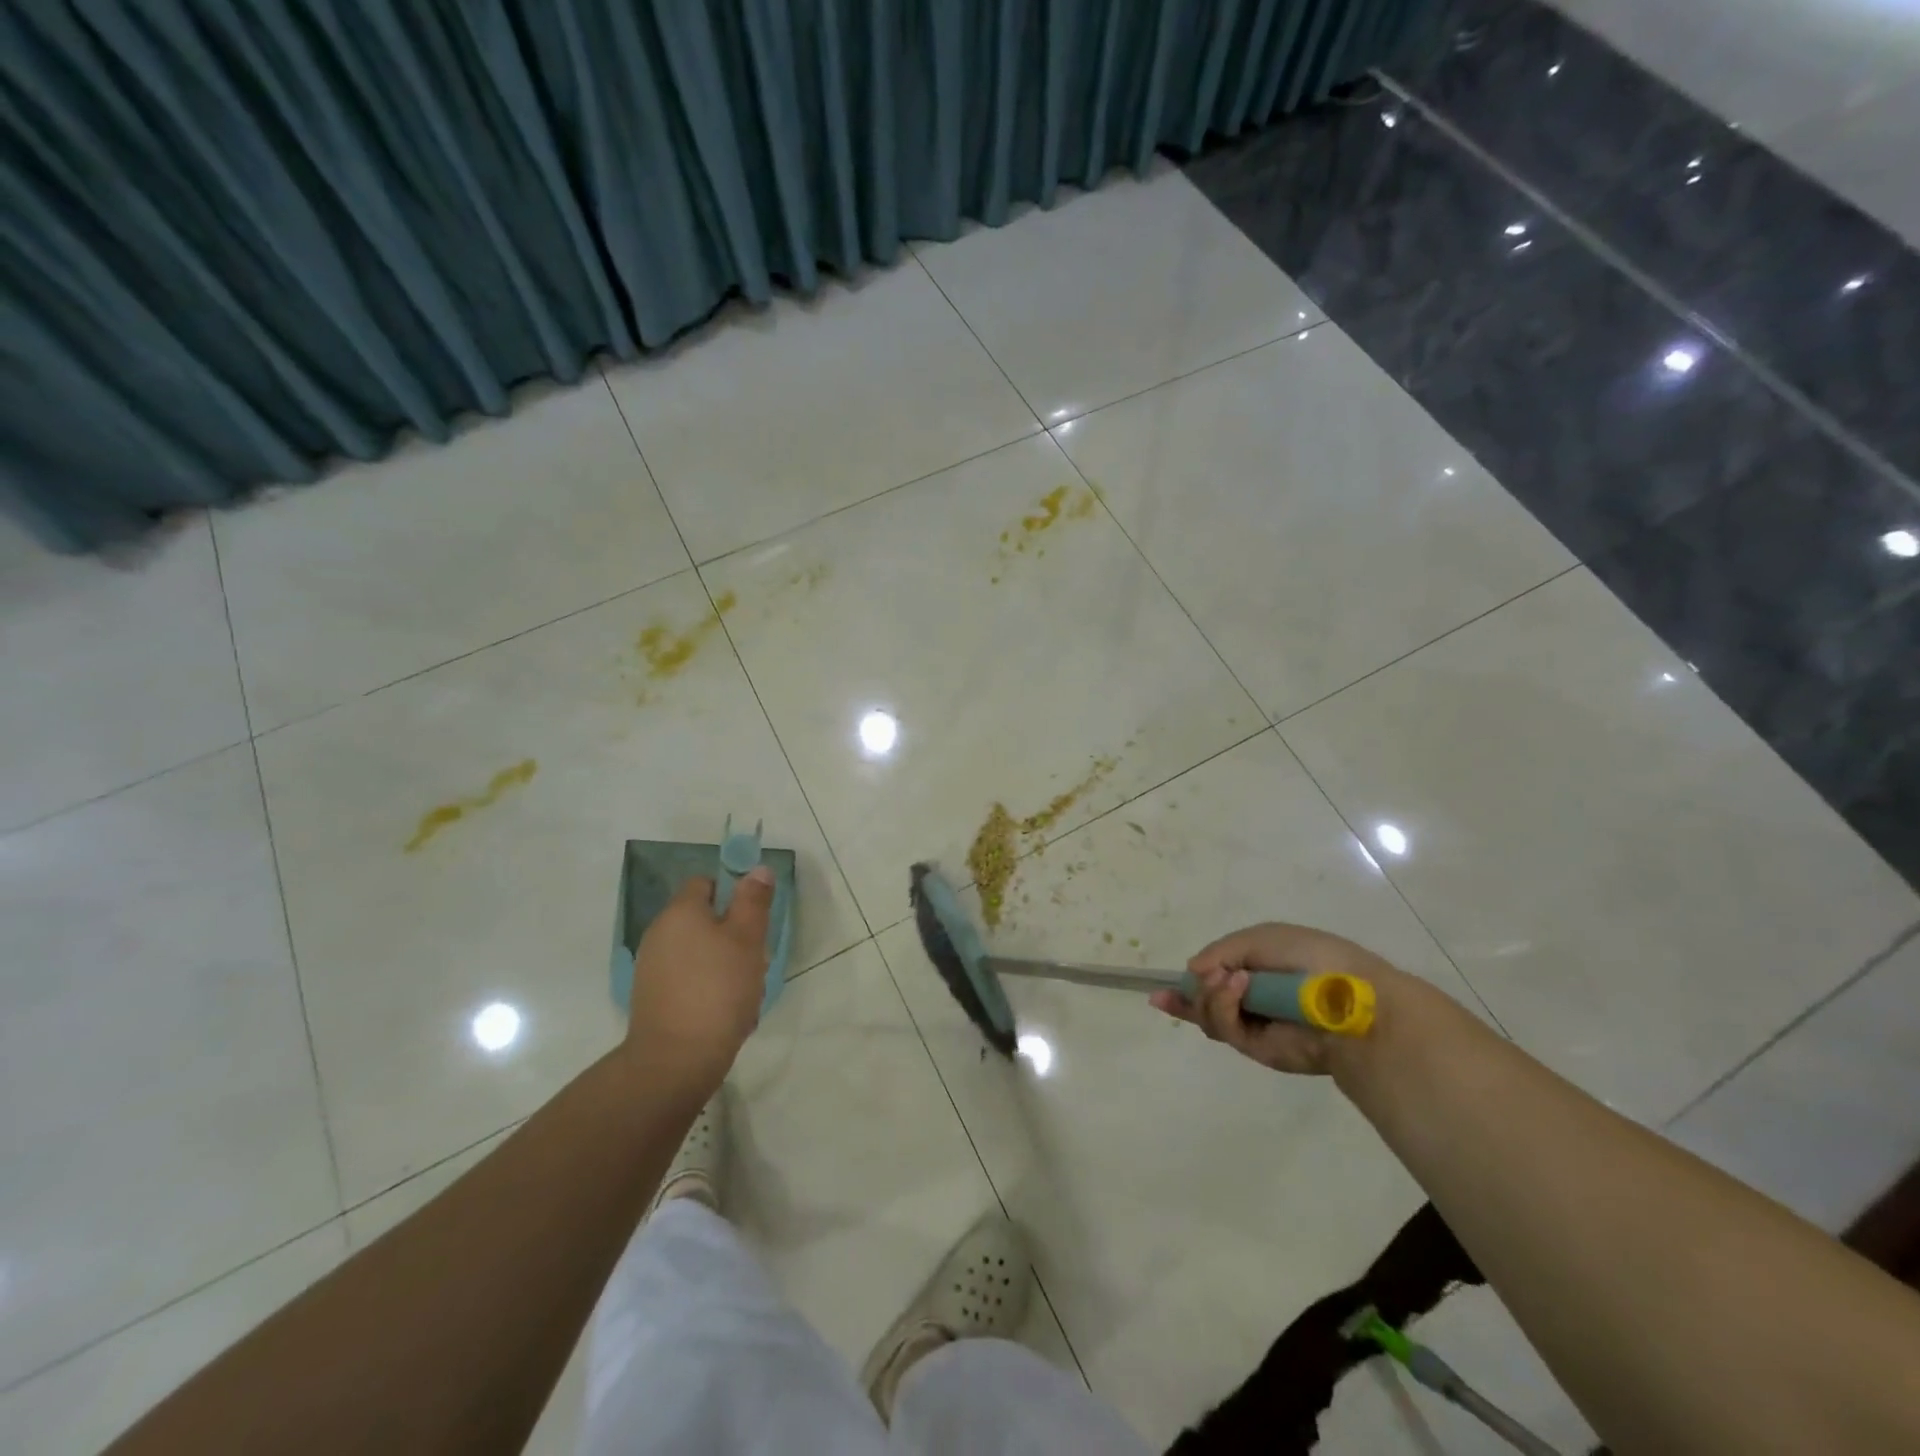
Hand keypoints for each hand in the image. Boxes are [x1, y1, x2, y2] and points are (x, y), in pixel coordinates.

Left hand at [624, 868, 773, 1090]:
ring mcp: (652, 968)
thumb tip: (757, 869)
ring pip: (700, 952)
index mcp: (680, 912)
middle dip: (734, 935)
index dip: (733, 893)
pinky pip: (689, 979)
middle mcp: (659, 933)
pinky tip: (726, 1011)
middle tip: (756, 958)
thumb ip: (753, 901)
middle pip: (704, 919)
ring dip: (725, 964)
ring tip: (746, 991)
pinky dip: (709, 987)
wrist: (675, 1060)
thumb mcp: (747, 939)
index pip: (705, 883)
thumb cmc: (718, 989)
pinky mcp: (653, 998)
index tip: (755, 918)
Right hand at [1149, 922, 1404, 1075]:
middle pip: (1202, 1002)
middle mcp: (1251, 1001)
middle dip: (1192, 992)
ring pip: (1208, 1016)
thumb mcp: (1260, 938)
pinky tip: (1237, 987)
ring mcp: (1253, 1026)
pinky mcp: (1258, 1049)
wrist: (1350, 997)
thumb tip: (1192, 971)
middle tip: (1202, 978)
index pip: (1212, 980)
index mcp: (1255, 971)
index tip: (1160, 992)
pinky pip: (1225, 1028)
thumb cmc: (1311, 957)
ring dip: (1209, 995)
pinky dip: (1223, 1005)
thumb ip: (1221, 951)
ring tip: (1228, 980)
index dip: (1186, 985)